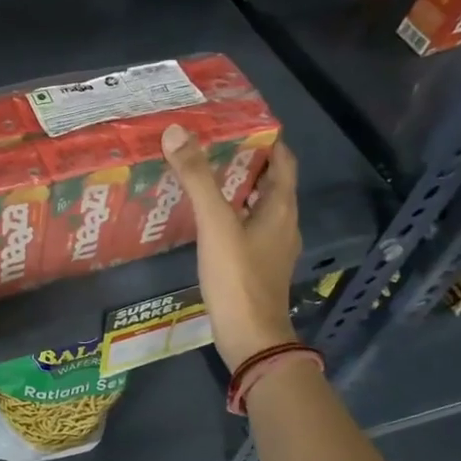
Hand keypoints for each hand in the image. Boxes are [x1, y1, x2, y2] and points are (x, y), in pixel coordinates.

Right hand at [162, 125, 301, 369]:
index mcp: (281, 207)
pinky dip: (231, 217)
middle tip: (209, 146)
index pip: (282, 160)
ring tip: (202, 177)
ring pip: (257, 208)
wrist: (251, 337)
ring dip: (236, 190)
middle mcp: (283, 224)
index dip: (265, 139)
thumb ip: (197, 178)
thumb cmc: (238, 277)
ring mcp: (273, 248)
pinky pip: (247, 230)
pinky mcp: (259, 268)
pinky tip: (204, 220)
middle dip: (244, 162)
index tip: (237, 123)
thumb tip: (176, 132)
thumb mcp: (215, 223)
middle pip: (269, 183)